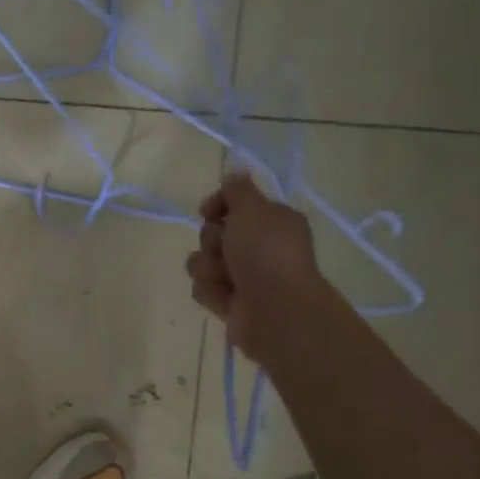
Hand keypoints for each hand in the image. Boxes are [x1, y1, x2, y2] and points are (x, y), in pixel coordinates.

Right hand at [185, 173, 326, 363]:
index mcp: (271, 220)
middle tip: (227, 249)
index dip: (217, 205)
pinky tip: (226, 297)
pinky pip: (203, 287)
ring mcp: (243, 275)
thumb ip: (237, 188)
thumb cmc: (266, 253)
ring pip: (203, 261)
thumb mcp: (252, 208)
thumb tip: (235, 168)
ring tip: (226, 278)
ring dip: (208, 267)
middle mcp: (258, 246)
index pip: (233, 203)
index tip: (209, 211)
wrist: (276, 310)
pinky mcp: (230, 301)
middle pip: (213, 232)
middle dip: (212, 240)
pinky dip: (211, 291)